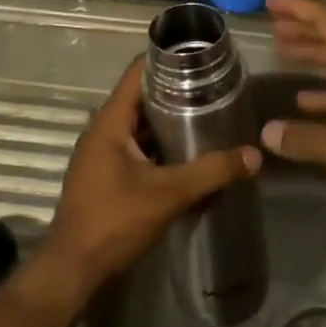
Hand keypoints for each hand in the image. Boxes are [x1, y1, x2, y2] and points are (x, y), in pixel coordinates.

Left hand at [42, 55, 260, 296]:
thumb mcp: (168, 194)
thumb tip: (253, 155)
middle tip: (212, 89)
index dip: (167, 59)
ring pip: (138, 125)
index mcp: (110, 120)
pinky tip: (184, 153)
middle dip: (174, 92)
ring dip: (166, 121)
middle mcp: (102, 129)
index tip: (199, 57)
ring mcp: (100, 154)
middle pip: (140, 97)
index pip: (138, 72)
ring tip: (205, 116)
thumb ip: (211, 172)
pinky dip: (157, 145)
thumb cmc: (114, 220)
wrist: (73, 269)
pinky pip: (134, 147)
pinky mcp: (103, 175)